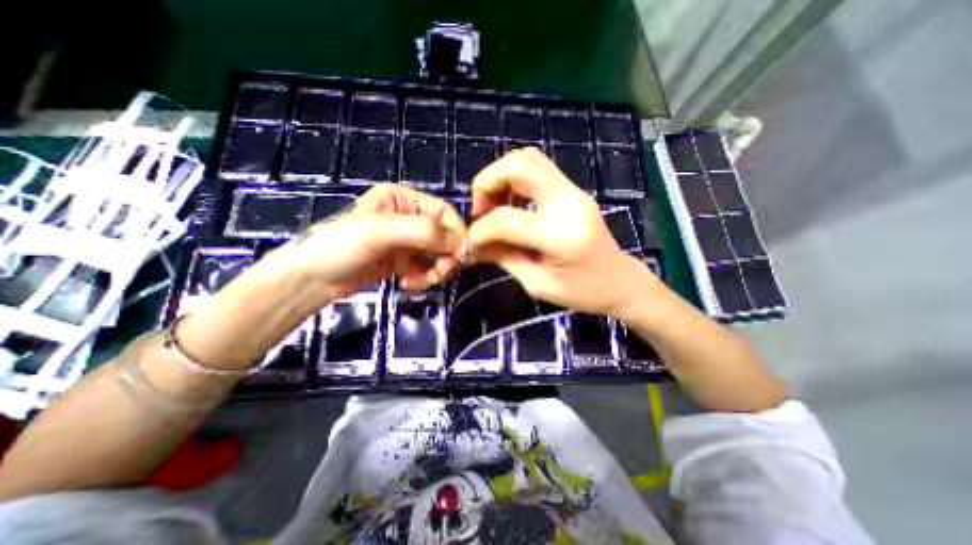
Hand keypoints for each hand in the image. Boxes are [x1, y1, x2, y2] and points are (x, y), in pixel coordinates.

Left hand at [265, 185, 461, 300]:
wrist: (311, 279)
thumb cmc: (342, 245)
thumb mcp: (382, 232)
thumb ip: (424, 231)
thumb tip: (461, 243)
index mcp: (403, 199)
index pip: (444, 212)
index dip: (456, 233)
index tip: (462, 256)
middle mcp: (408, 216)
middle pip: (444, 235)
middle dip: (445, 256)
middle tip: (440, 274)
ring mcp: (406, 240)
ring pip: (438, 254)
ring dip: (435, 269)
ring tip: (420, 281)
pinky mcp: (403, 260)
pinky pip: (426, 267)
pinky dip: (424, 277)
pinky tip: (408, 283)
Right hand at [470, 146, 656, 315]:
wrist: (620, 281)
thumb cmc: (582, 291)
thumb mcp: (537, 283)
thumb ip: (503, 258)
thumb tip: (474, 245)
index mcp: (558, 233)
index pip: (505, 219)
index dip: (480, 230)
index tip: (471, 244)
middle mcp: (567, 201)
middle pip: (517, 164)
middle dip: (486, 183)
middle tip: (480, 211)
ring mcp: (573, 190)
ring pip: (528, 158)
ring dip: (500, 177)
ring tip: (493, 207)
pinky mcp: (573, 190)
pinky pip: (537, 169)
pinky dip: (515, 179)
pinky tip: (511, 204)